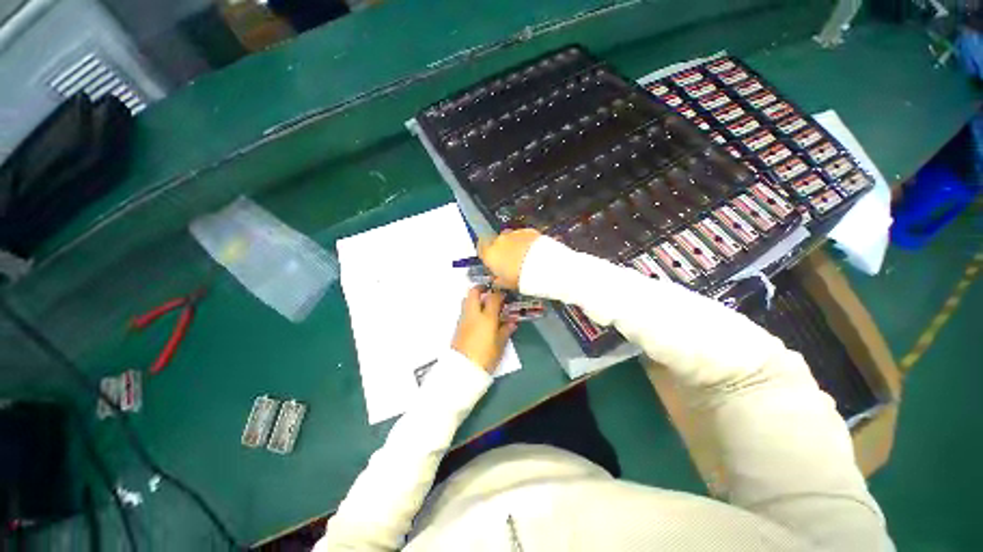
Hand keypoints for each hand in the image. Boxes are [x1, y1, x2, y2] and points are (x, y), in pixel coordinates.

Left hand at [451, 287, 516, 372]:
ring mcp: (463, 319)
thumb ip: (506, 331)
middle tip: (490, 291)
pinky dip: (471, 308)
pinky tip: (478, 316)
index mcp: (486, 317)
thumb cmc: (486, 356)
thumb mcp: (500, 344)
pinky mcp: (458, 326)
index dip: (499, 293)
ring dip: (475, 297)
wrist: (463, 369)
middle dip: (481, 288)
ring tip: (484, 304)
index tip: (504, 294)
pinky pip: (464, 310)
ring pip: (466, 299)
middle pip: (474, 292)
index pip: (493, 297)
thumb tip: (511, 323)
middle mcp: (473, 314)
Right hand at [477, 229, 541, 289]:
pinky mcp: (527, 230)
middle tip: (510, 261)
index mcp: (490, 254)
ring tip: (523, 257)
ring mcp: (513, 234)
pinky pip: (523, 236)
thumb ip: (498, 279)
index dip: (485, 253)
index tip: (491, 259)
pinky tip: (531, 251)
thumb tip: (496, 279)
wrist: (541, 265)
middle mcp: (499, 240)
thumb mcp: (505, 283)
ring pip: (510, 238)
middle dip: (502, 250)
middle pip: (496, 242)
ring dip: (514, 246)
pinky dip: (525, 242)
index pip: (480, 248)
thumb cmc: (520, 277)